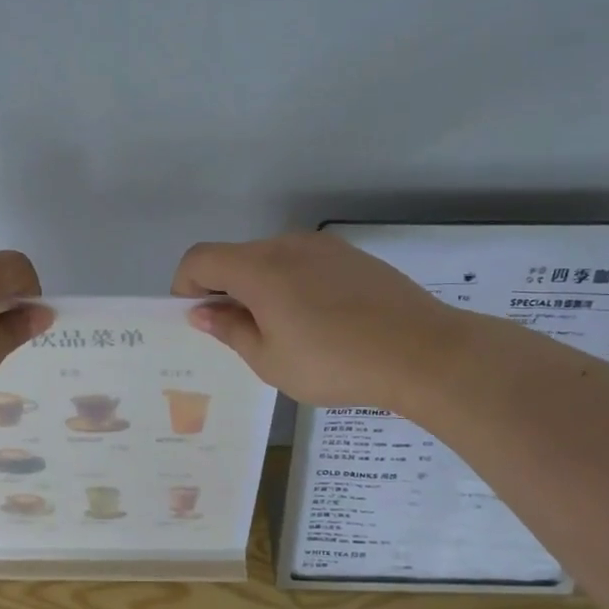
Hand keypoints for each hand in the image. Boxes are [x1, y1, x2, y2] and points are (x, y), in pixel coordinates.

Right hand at [172, 233, 469, 408]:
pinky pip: (305, 264)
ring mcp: (323, 247)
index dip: (185, 286)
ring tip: (285, 332)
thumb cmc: (335, 363)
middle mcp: (286, 245)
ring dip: (260, 288)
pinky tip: (320, 323)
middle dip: (224, 290)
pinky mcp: (352, 256)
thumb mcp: (270, 360)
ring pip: (272, 260)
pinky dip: (293, 285)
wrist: (422, 352)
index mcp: (258, 268)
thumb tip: (203, 312)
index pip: (200, 259)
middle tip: (240, 335)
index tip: (198, 319)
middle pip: (236, 257)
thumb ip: (230, 330)